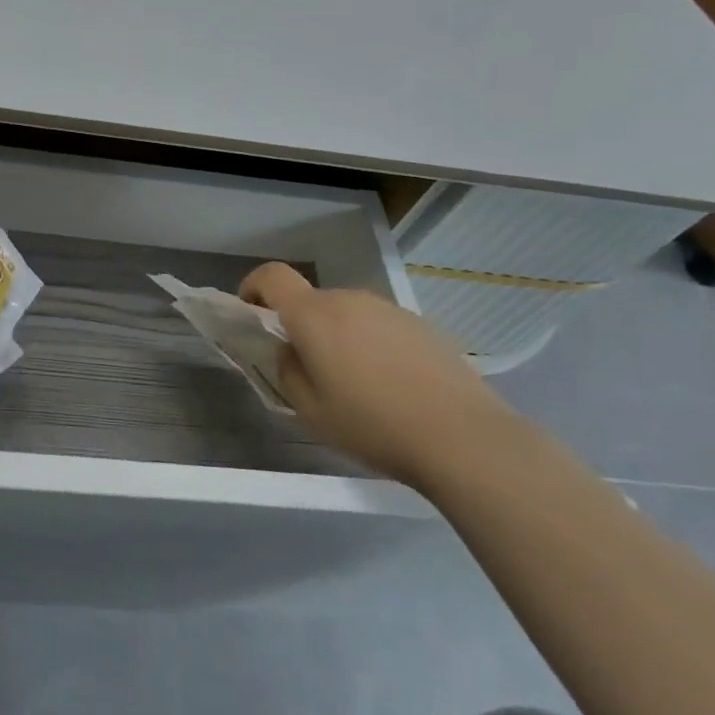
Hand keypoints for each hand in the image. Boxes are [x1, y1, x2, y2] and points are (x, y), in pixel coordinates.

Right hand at [239, 263, 514, 484]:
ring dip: (338, 336)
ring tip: (356, 383)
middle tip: (309, 369)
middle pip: (311, 300)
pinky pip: (379, 326)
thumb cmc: (374, 425)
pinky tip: (392, 385)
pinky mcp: (421, 324)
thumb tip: (289, 350)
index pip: (272, 276)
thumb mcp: (311, 410)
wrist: (464, 437)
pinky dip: (372, 344)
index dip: (253, 287)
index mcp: (314, 315)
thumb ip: (287, 371)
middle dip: (301, 326)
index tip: (251, 313)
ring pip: (347, 313)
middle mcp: (349, 299)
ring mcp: (389, 309)